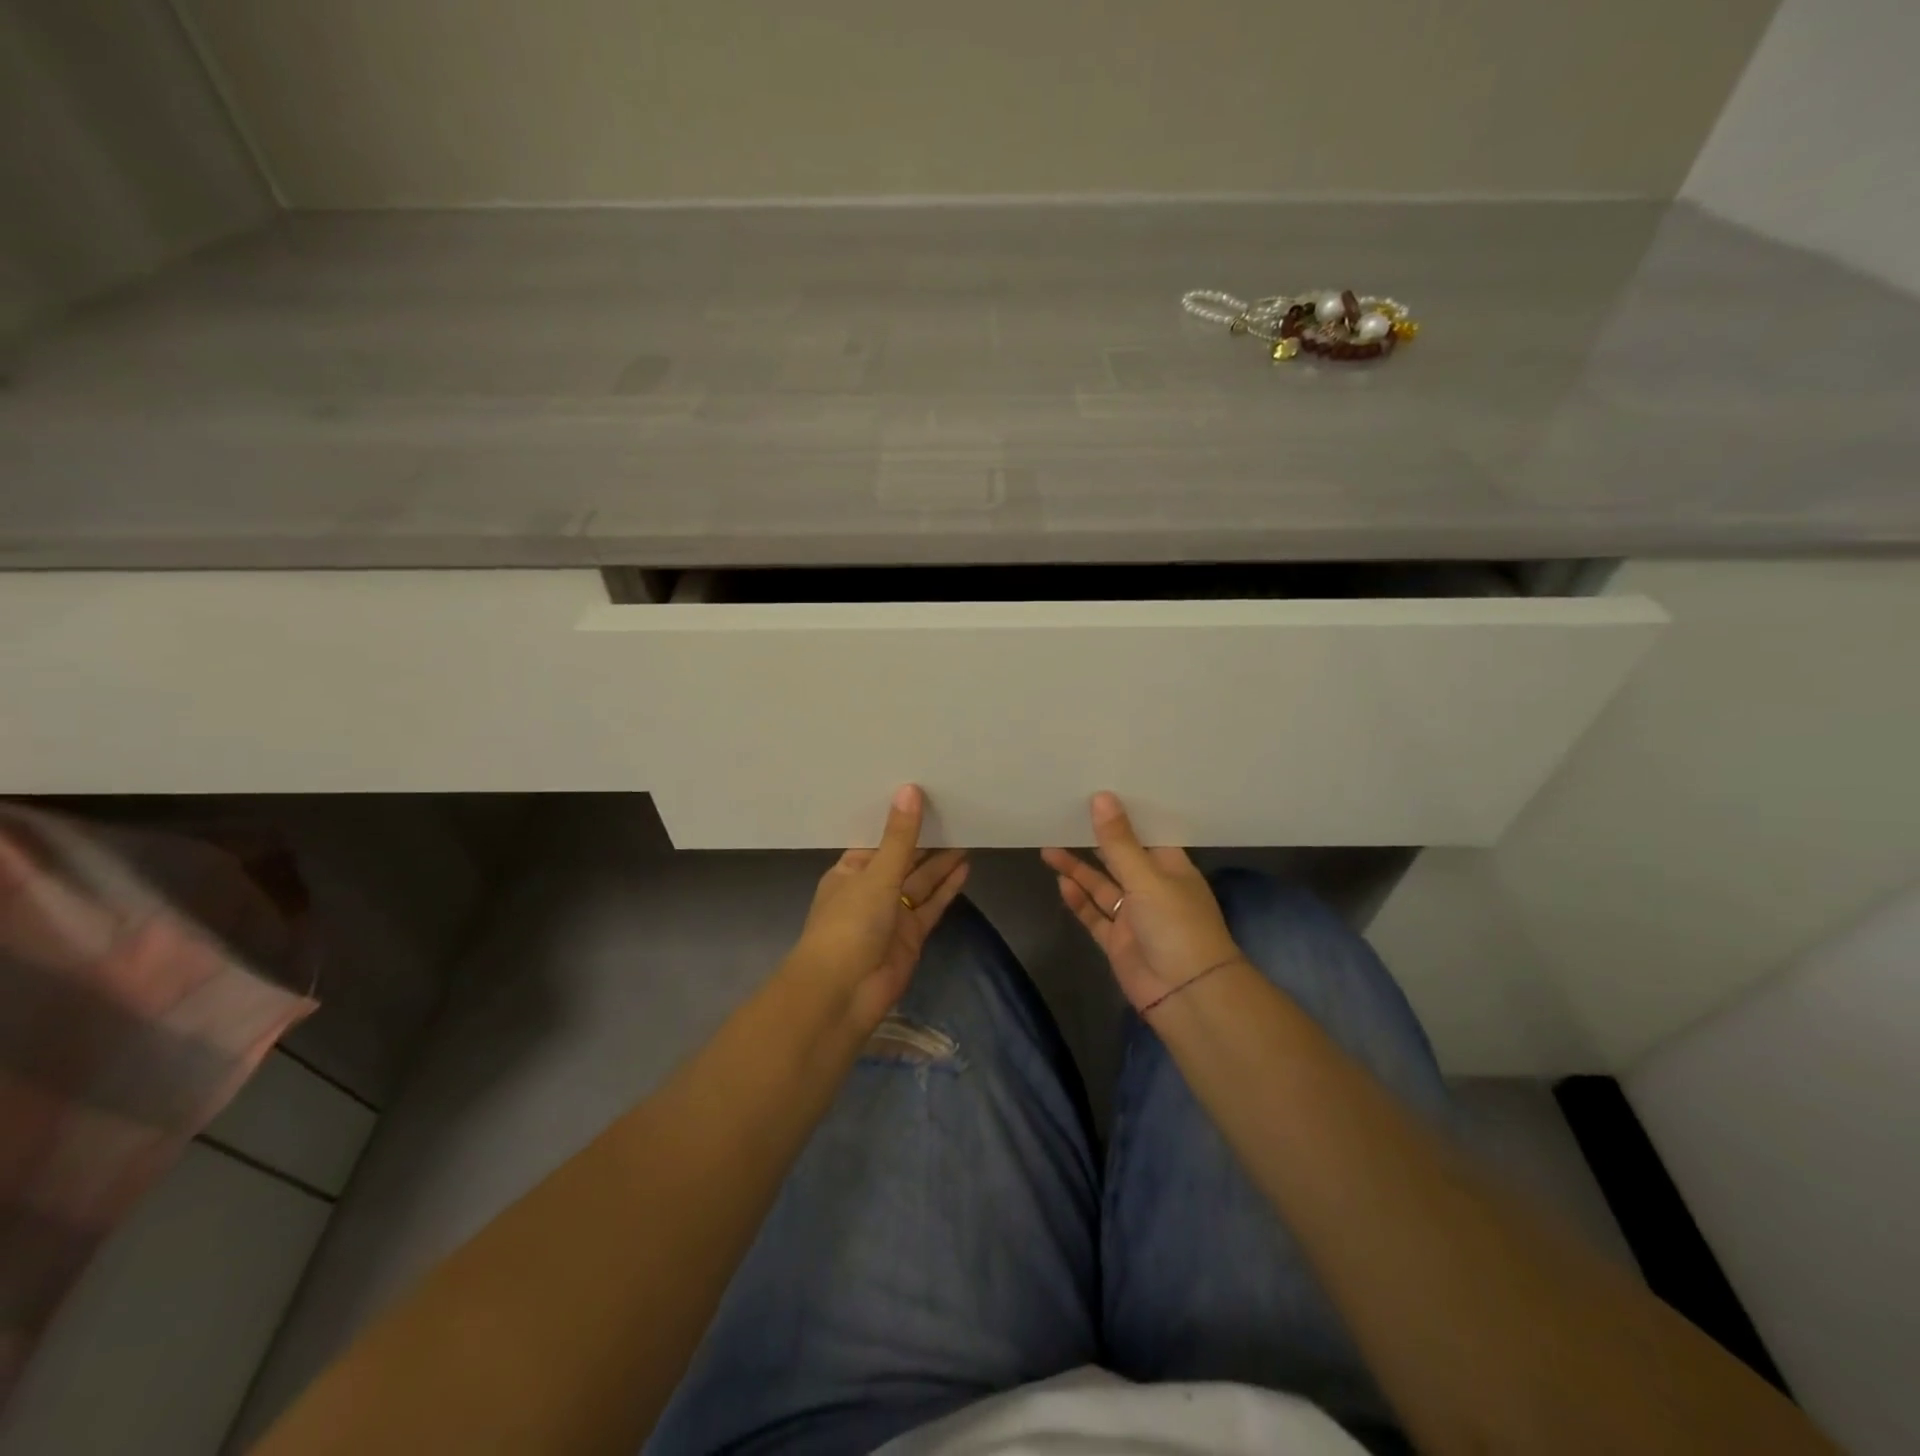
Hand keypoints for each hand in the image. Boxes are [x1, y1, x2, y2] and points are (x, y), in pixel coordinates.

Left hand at [789, 784, 968, 1030]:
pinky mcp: (911, 936)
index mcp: (850, 871)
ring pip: (920, 882)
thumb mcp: (876, 875)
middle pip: (903, 860)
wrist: (843, 993)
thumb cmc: (849, 925)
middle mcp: (870, 890)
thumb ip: (899, 837)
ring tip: (967, 833)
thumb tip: (910, 789)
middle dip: (925, 840)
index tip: (924, 795)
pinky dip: (947, 889)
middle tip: (955, 810)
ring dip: (941, 862)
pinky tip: (966, 867)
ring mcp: (891, 915)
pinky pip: (932, 906)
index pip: (878, 840)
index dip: (900, 821)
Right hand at [1042, 791, 1243, 1015]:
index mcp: (1171, 867)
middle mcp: (1153, 888)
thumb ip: (1119, 842)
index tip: (1099, 790)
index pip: (1147, 833)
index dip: (1125, 815)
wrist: (1186, 995)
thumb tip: (1101, 796)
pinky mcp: (1117, 940)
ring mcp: (1134, 916)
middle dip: (1096, 840)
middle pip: (1120, 858)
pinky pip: (1094, 915)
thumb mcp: (1147, 878)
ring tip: (1049, 846)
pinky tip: (1060, 882)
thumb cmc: (1176, 925)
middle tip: (1065, 815)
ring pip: (1102, 885)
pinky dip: (1078, 900)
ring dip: (1079, 868)